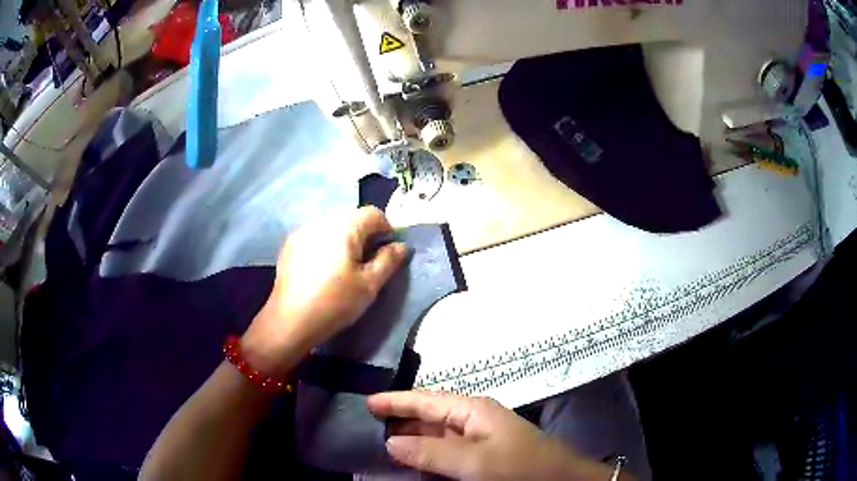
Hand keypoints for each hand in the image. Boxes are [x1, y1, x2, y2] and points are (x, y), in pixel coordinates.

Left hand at [242, 207, 407, 376]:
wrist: (290, 320)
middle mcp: (322, 221)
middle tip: (368, 263)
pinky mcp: (290, 244)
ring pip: (332, 226)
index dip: (387, 230)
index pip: (373, 213)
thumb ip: (389, 260)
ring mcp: (302, 231)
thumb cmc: (335, 302)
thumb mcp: (369, 285)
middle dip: (365, 235)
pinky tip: (323, 269)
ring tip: (344, 267)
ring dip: (344, 239)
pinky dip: (326, 245)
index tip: (388, 253)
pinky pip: (316, 236)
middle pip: (352, 217)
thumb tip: (401, 245)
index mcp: (344, 226)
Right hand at [367, 391, 619, 480]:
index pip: (426, 400)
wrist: (559, 479)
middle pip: (429, 414)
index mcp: (473, 409)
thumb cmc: (518, 467)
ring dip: (411, 436)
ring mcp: (479, 436)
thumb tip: (390, 441)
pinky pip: (446, 449)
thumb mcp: (473, 462)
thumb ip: (430, 452)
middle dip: (400, 418)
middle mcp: (474, 418)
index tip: (367, 402)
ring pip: (437, 433)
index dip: (396, 400)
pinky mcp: (483, 453)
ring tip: (381, 440)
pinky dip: (426, 452)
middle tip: (367, 424)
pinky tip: (412, 458)